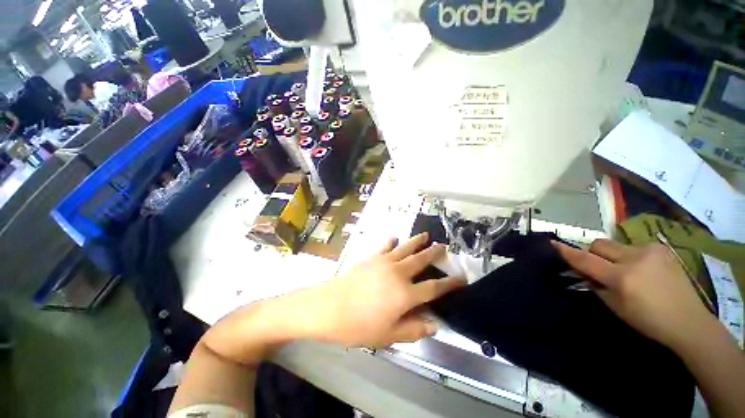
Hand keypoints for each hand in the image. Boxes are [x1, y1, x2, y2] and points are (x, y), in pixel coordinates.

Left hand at [309, 233, 465, 347]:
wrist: (330, 306)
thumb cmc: (359, 325)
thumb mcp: (388, 336)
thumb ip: (413, 330)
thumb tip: (434, 324)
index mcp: (406, 295)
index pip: (434, 288)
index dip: (450, 284)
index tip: (461, 278)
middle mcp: (398, 273)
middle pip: (421, 260)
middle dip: (434, 253)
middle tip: (444, 246)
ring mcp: (384, 262)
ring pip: (406, 248)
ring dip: (417, 241)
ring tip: (426, 235)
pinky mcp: (371, 257)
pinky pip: (385, 246)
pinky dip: (392, 241)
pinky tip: (395, 238)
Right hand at [553, 239, 715, 348]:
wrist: (689, 321)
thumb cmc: (648, 320)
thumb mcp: (616, 306)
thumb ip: (595, 285)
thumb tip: (581, 272)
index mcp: (622, 277)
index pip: (586, 260)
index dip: (567, 252)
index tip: (552, 243)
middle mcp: (635, 259)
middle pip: (599, 244)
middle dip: (593, 253)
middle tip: (598, 267)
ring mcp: (650, 251)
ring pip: (615, 244)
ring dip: (612, 255)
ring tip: (624, 270)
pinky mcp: (660, 248)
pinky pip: (633, 246)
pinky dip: (629, 256)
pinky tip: (642, 269)